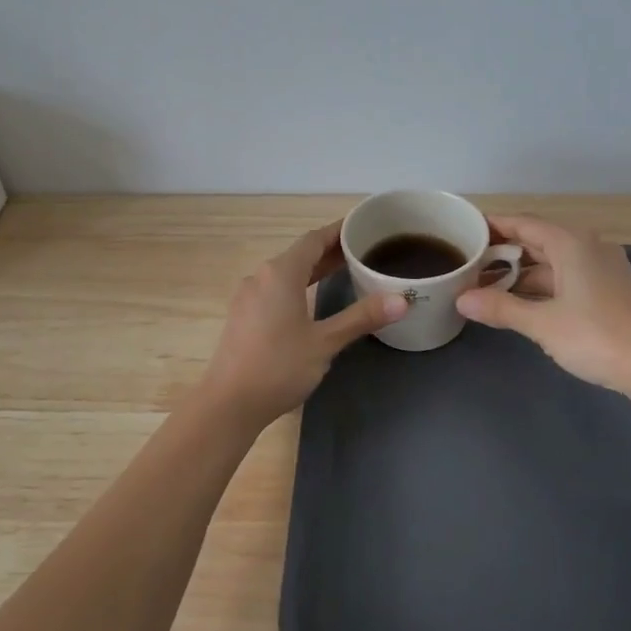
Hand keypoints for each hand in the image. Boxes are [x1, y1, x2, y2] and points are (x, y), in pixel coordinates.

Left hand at [200, 222, 406, 425]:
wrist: (229, 403)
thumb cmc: (279, 367)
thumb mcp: (325, 342)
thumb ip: (361, 317)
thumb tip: (401, 300)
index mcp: (281, 273)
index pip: (314, 239)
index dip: (338, 231)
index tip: (362, 227)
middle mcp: (261, 277)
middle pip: (300, 254)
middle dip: (330, 251)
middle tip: (363, 251)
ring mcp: (248, 297)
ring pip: (286, 273)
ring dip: (314, 270)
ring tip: (345, 272)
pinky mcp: (243, 316)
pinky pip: (275, 289)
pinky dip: (299, 286)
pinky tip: (312, 300)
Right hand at [455, 216, 630, 397]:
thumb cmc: (596, 336)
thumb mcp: (542, 323)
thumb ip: (501, 308)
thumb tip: (462, 300)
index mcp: (571, 243)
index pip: (523, 223)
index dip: (493, 226)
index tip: (465, 232)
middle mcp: (587, 246)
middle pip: (537, 240)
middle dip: (503, 251)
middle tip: (468, 262)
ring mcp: (600, 268)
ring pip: (551, 262)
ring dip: (521, 273)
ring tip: (486, 286)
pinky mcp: (608, 289)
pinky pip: (565, 277)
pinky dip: (541, 286)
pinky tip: (520, 303)